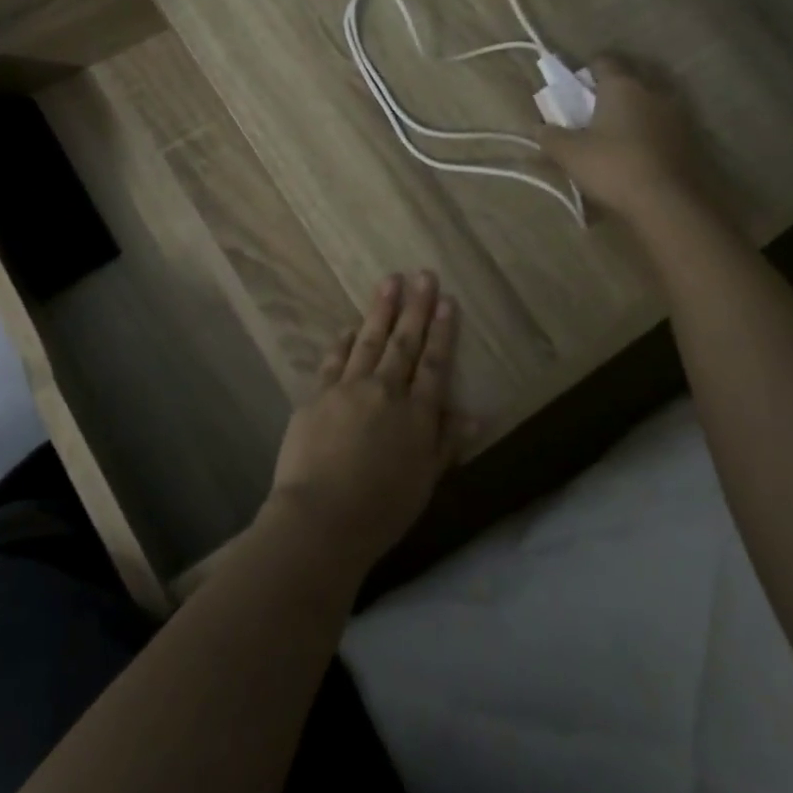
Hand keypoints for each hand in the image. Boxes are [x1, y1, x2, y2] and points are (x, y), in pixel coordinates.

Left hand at [262, 271, 458, 573]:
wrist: (320, 518)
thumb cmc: (380, 511)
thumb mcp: (424, 483)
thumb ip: (447, 443)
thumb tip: (475, 414)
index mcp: (417, 416)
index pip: (434, 364)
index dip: (442, 331)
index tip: (446, 301)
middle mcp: (385, 392)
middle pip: (404, 343)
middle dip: (415, 307)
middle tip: (422, 274)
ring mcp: (348, 389)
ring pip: (369, 341)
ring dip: (380, 310)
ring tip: (389, 281)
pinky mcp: (317, 395)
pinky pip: (334, 360)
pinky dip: (343, 341)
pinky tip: (349, 326)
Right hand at [538, 56, 717, 226]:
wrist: (666, 201)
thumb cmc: (612, 166)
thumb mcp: (570, 154)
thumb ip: (550, 137)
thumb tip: (537, 127)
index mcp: (622, 86)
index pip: (604, 61)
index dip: (588, 69)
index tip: (577, 84)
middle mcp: (652, 91)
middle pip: (632, 77)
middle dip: (614, 87)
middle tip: (596, 106)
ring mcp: (676, 114)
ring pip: (652, 100)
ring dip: (636, 109)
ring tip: (619, 129)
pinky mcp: (690, 138)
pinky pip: (665, 123)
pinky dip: (652, 129)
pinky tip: (640, 148)